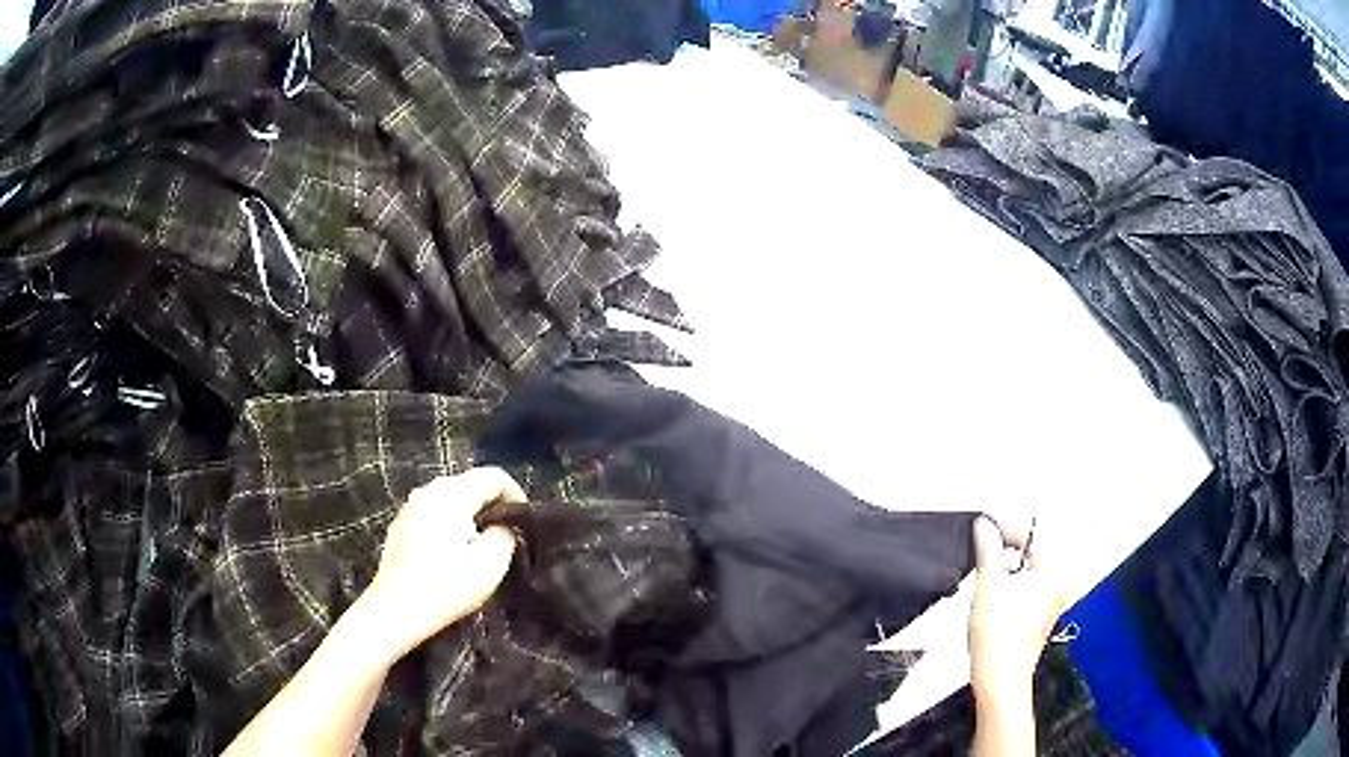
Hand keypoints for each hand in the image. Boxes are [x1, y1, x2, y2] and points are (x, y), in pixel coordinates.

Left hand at [361, 467, 525, 660]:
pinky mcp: (400, 525)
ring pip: (449, 499)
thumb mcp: (491, 563)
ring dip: (470, 515)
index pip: (493, 476)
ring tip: (481, 545)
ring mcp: (410, 506)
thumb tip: (503, 525)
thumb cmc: (447, 585)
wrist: (396, 609)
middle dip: (492, 504)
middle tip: (507, 534)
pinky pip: (432, 513)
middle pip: (469, 484)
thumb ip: (505, 534)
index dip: (516, 493)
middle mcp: (429, 490)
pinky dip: (449, 524)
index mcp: (453, 493)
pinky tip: (451, 553)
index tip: (526, 521)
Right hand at [968, 516, 1066, 703]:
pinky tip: (990, 610)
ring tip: (984, 593)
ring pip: (1023, 578)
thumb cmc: (999, 640)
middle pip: (1027, 558)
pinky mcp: (1038, 622)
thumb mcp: (988, 586)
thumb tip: (985, 526)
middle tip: (982, 565)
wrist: (999, 682)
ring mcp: (1050, 606)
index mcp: (1053, 574)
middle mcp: (1057, 588)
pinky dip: (1007, 595)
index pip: (1030, 537)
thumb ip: (987, 550)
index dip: (1004, 530)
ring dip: (1002, 579)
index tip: (984, 528)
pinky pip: (1023, 596)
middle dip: (1002, 559)